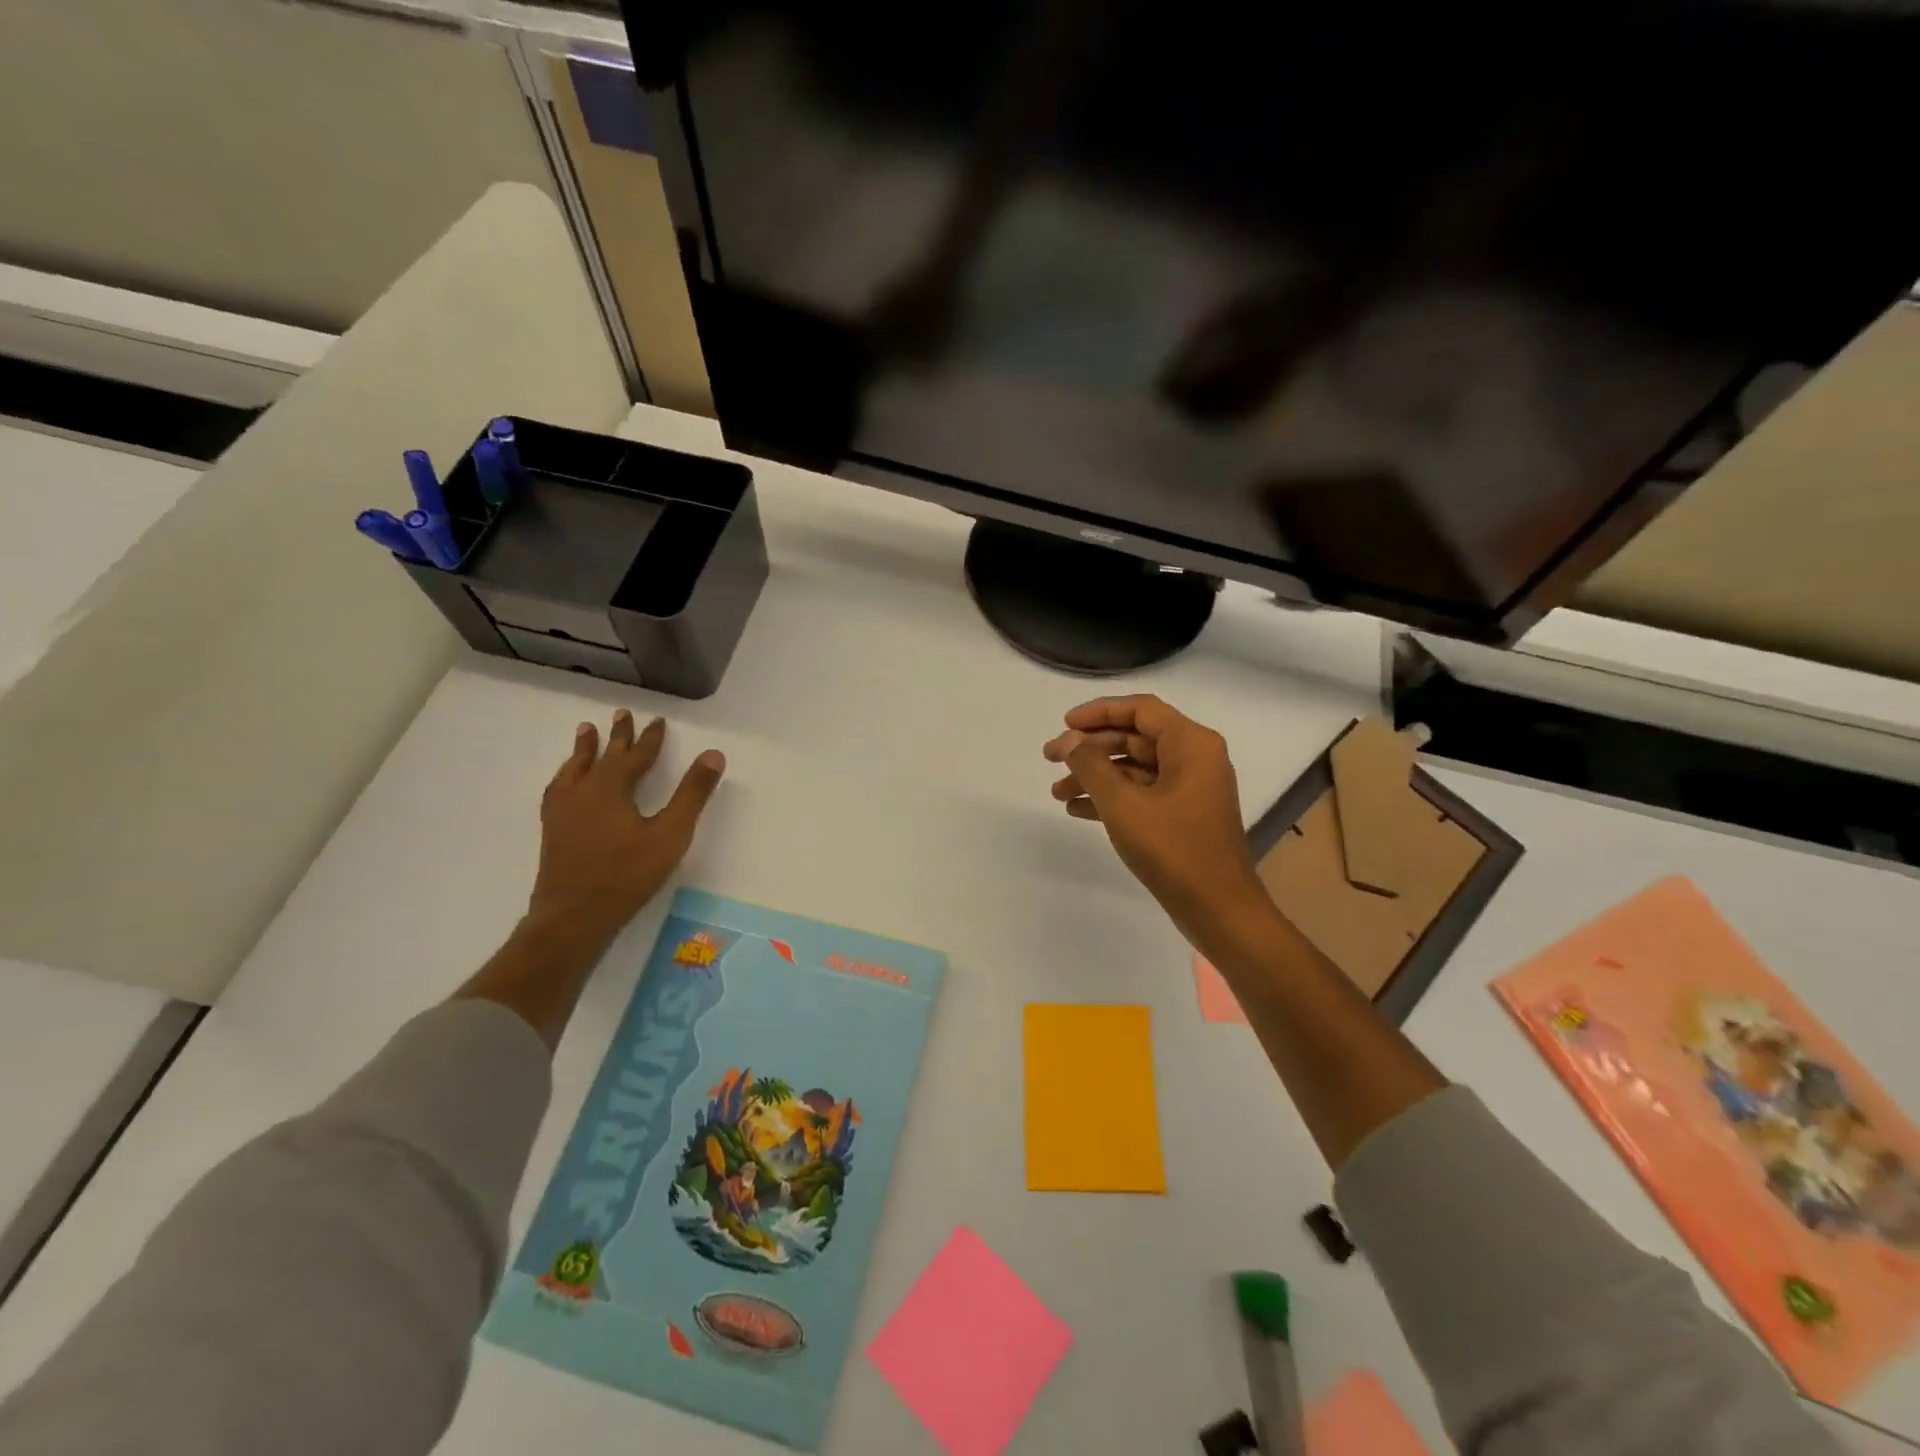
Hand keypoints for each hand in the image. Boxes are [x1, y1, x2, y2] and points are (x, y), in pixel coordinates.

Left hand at [528, 709, 725, 939]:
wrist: (573, 915)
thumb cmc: (627, 874)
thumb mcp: (670, 834)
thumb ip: (692, 794)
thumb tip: (714, 754)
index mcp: (611, 787)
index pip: (636, 755)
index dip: (650, 738)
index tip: (658, 720)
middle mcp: (583, 790)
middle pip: (602, 755)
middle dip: (616, 736)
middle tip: (621, 714)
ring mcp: (563, 810)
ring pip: (575, 768)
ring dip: (584, 749)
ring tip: (586, 732)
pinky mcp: (553, 828)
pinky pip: (558, 787)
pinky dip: (566, 774)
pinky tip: (566, 781)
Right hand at [1043, 695, 1267, 938]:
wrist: (1219, 910)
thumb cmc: (1174, 850)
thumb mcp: (1123, 805)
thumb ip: (1091, 766)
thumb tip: (1069, 740)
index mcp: (1191, 744)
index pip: (1140, 710)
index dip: (1098, 712)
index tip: (1064, 724)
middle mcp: (1195, 758)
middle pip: (1134, 738)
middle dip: (1090, 748)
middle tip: (1050, 758)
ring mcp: (1190, 788)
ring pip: (1135, 768)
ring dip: (1096, 776)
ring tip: (1058, 793)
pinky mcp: (1183, 815)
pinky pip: (1142, 793)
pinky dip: (1112, 798)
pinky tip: (1078, 811)